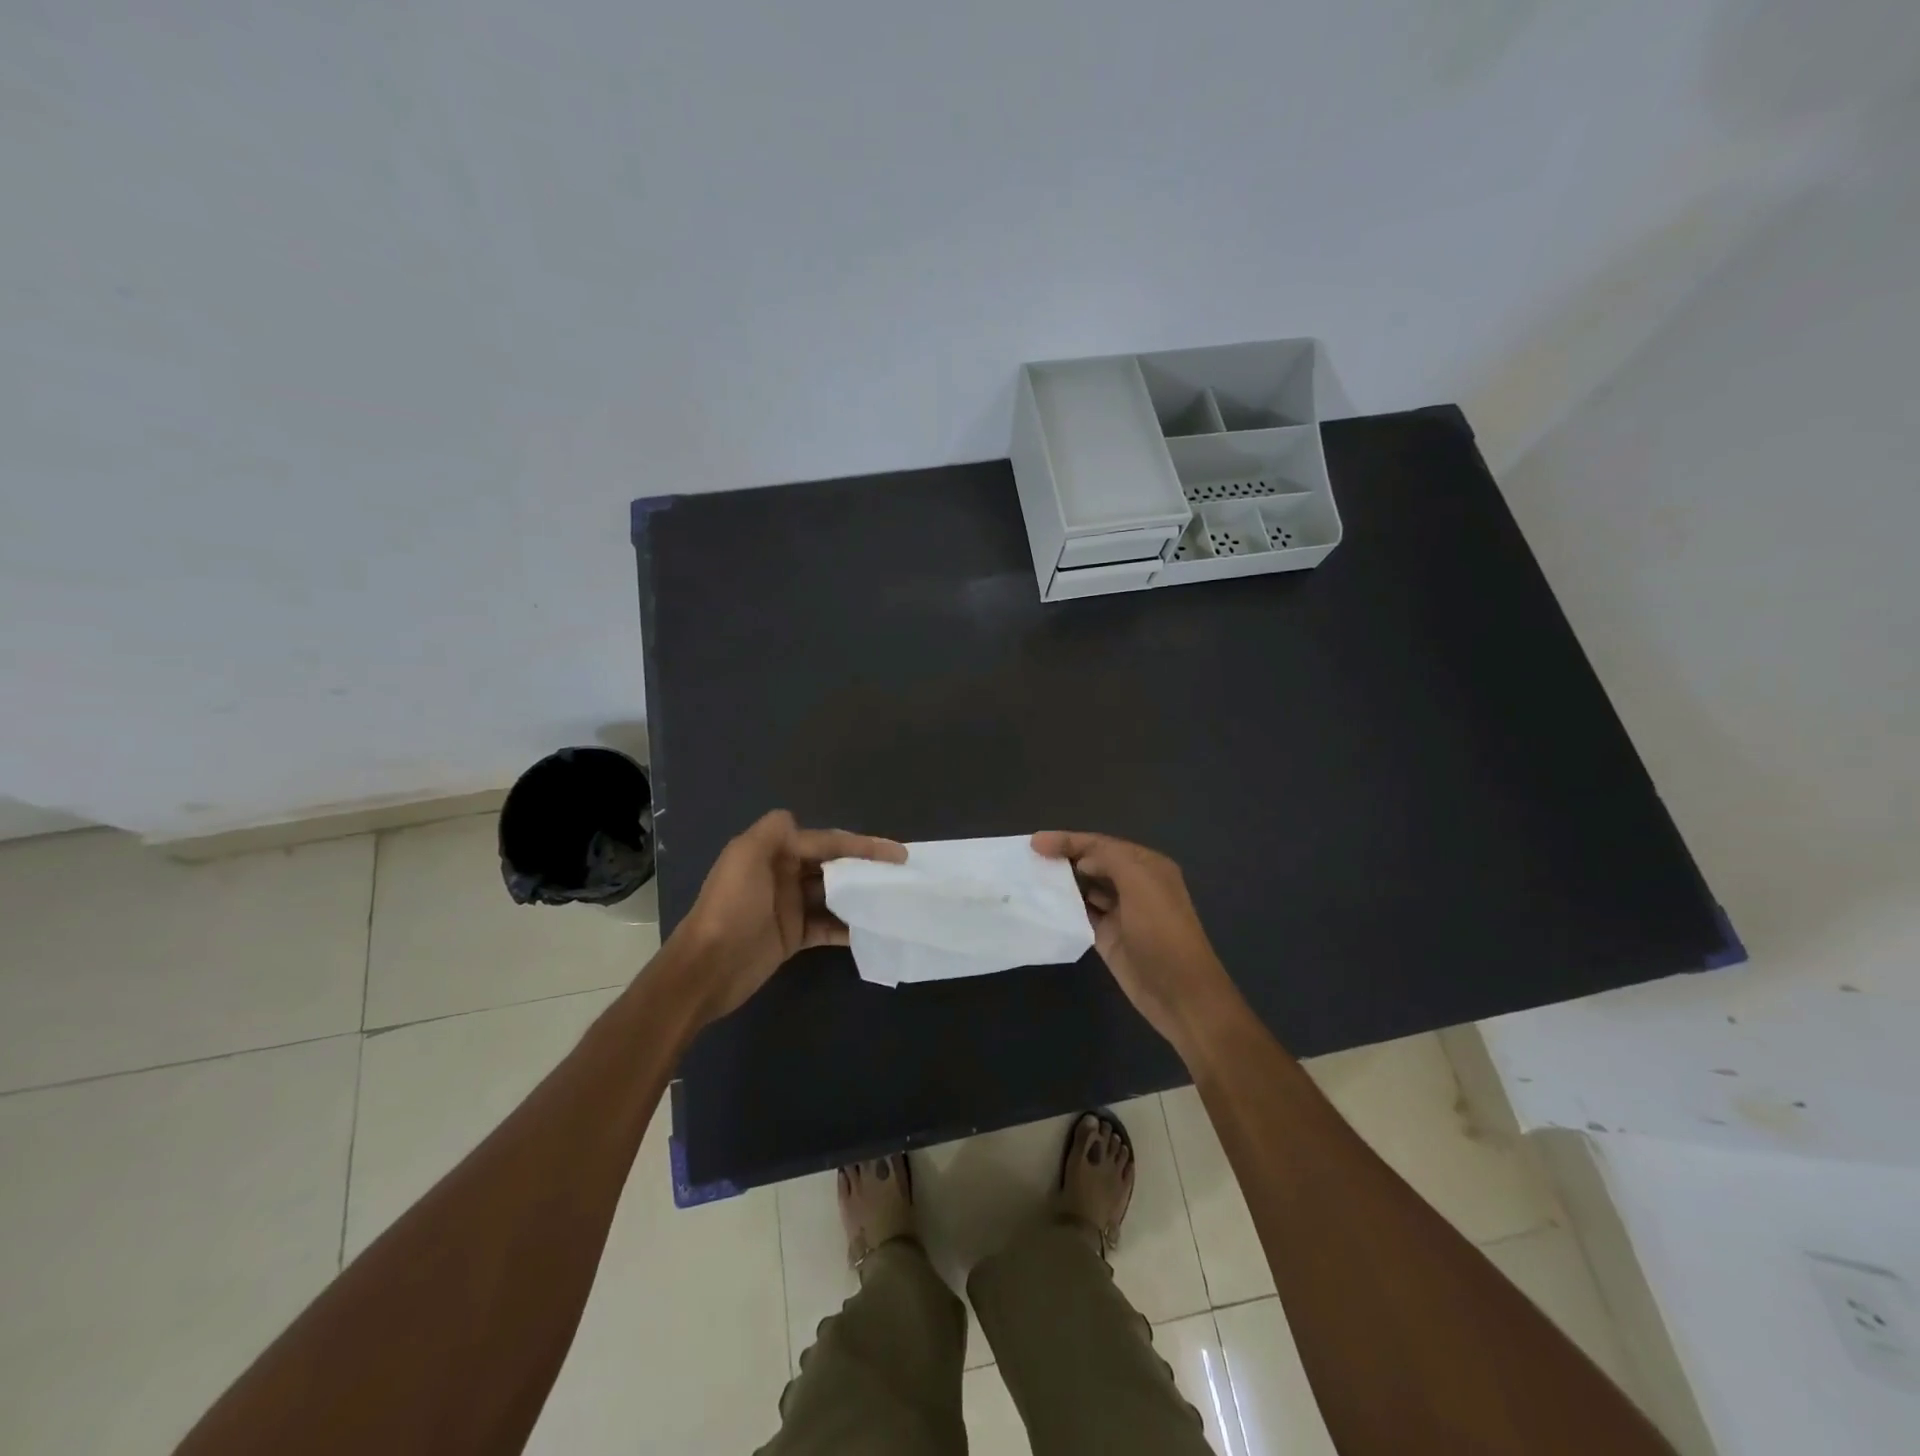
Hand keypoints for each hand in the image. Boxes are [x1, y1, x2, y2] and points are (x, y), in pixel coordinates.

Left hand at [678, 811, 905, 1020]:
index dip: (862, 844)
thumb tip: (800, 823)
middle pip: (834, 865)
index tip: (897, 853)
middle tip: (900, 876)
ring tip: (893, 901)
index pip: (827, 841)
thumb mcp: (745, 855)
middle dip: (865, 867)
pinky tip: (872, 930)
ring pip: (834, 895)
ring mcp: (790, 906)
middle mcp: (784, 873)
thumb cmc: (731, 907)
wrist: (707, 968)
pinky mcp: (794, 936)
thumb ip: (774, 830)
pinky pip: (829, 926)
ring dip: (860, 896)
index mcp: (774, 850)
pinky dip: (848, 928)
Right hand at [1032, 830, 1237, 1055]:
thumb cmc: (1161, 931)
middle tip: (1029, 860)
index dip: (1069, 840)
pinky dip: (1064, 909)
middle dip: (1064, 858)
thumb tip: (1081, 861)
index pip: (1101, 844)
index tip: (1035, 842)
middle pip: (1092, 863)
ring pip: (1085, 888)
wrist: (1179, 992)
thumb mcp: (1139, 882)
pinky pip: (1082, 915)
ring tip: (1030, 879)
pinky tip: (1044, 906)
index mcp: (1146, 865)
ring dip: (1062, 883)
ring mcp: (1120, 912)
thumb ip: (1109, 859)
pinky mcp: (1108, 937)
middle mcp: (1134, 884)